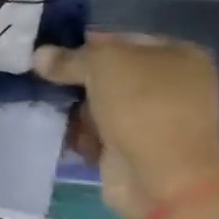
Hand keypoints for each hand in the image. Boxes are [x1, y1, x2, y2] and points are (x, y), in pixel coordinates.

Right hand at [32, 31, 218, 218]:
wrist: (163, 179)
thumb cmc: (143, 107)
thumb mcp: (102, 64)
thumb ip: (69, 57)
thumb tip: (39, 56)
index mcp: (178, 55)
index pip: (121, 39)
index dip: (85, 43)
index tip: (50, 51)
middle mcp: (170, 86)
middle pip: (108, 74)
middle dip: (74, 78)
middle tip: (40, 78)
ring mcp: (153, 121)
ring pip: (99, 104)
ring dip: (73, 107)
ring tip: (45, 105)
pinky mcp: (133, 151)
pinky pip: (96, 133)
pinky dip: (78, 133)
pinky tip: (57, 130)